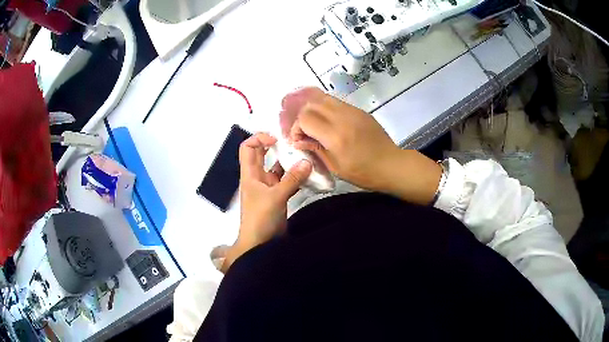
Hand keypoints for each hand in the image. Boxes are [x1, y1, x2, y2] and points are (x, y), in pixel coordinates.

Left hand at [222, 133, 311, 271]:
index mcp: (250, 174)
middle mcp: (258, 177)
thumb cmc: (260, 219)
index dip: (259, 138)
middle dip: (277, 146)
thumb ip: (291, 179)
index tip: (277, 139)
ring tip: (307, 156)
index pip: (248, 147)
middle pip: (263, 154)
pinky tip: (309, 175)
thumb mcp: (275, 197)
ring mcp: (268, 187)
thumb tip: (307, 161)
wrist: (259, 244)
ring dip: (289, 162)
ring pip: (278, 168)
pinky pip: (287, 182)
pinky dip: (296, 177)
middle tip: (295, 142)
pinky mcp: (278, 197)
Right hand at [281, 87, 441, 203]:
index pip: (305, 118)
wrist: (391, 165)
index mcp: (336, 136)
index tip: (299, 140)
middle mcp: (343, 118)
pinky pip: (337, 103)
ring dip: (314, 110)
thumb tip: (298, 141)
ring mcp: (353, 111)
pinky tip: (329, 122)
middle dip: (302, 117)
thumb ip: (315, 149)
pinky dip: (327, 109)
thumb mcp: (336, 167)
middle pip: (312, 104)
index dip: (296, 128)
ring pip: (324, 99)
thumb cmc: (363, 173)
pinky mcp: (360, 111)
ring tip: (315, 124)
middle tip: (305, 132)